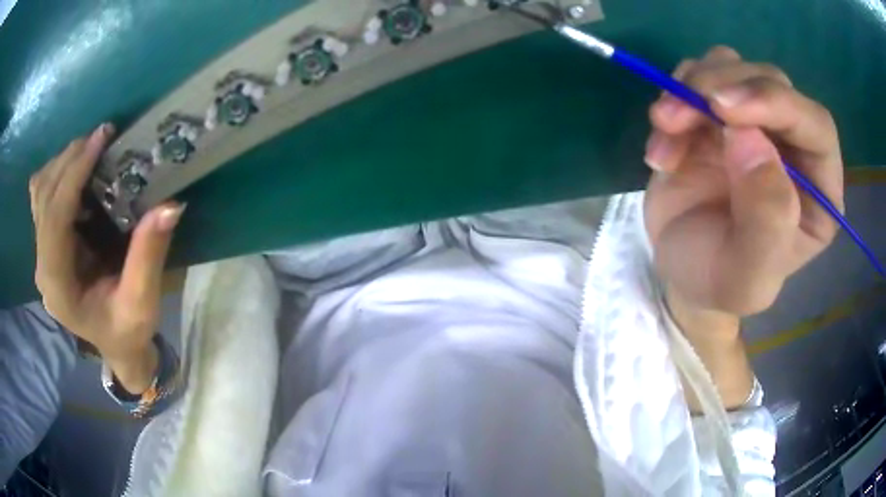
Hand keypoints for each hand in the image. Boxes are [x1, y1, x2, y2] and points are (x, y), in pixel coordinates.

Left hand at [30, 123, 184, 392]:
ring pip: (39, 191)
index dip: (75, 173)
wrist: (115, 345)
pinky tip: (78, 172)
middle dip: (70, 159)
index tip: (101, 138)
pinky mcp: (46, 244)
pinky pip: (42, 196)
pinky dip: (58, 174)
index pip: (55, 217)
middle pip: (43, 196)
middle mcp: (42, 266)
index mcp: (58, 285)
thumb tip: (170, 206)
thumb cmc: (126, 331)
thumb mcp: (141, 303)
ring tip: (92, 149)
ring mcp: (41, 254)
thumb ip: (148, 257)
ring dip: (63, 162)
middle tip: (102, 137)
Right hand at [644, 46, 842, 317]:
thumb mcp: (746, 277)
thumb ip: (766, 222)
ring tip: (665, 126)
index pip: (817, 126)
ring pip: (733, 66)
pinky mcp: (719, 113)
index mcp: (819, 190)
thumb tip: (750, 140)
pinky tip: (662, 142)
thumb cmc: (720, 281)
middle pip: (771, 82)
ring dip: (693, 86)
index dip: (777, 104)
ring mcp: (756, 122)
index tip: (725, 110)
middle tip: (678, 115)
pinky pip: (699, 76)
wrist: (681, 271)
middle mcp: (794, 146)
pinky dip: (673, 97)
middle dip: (723, 86)